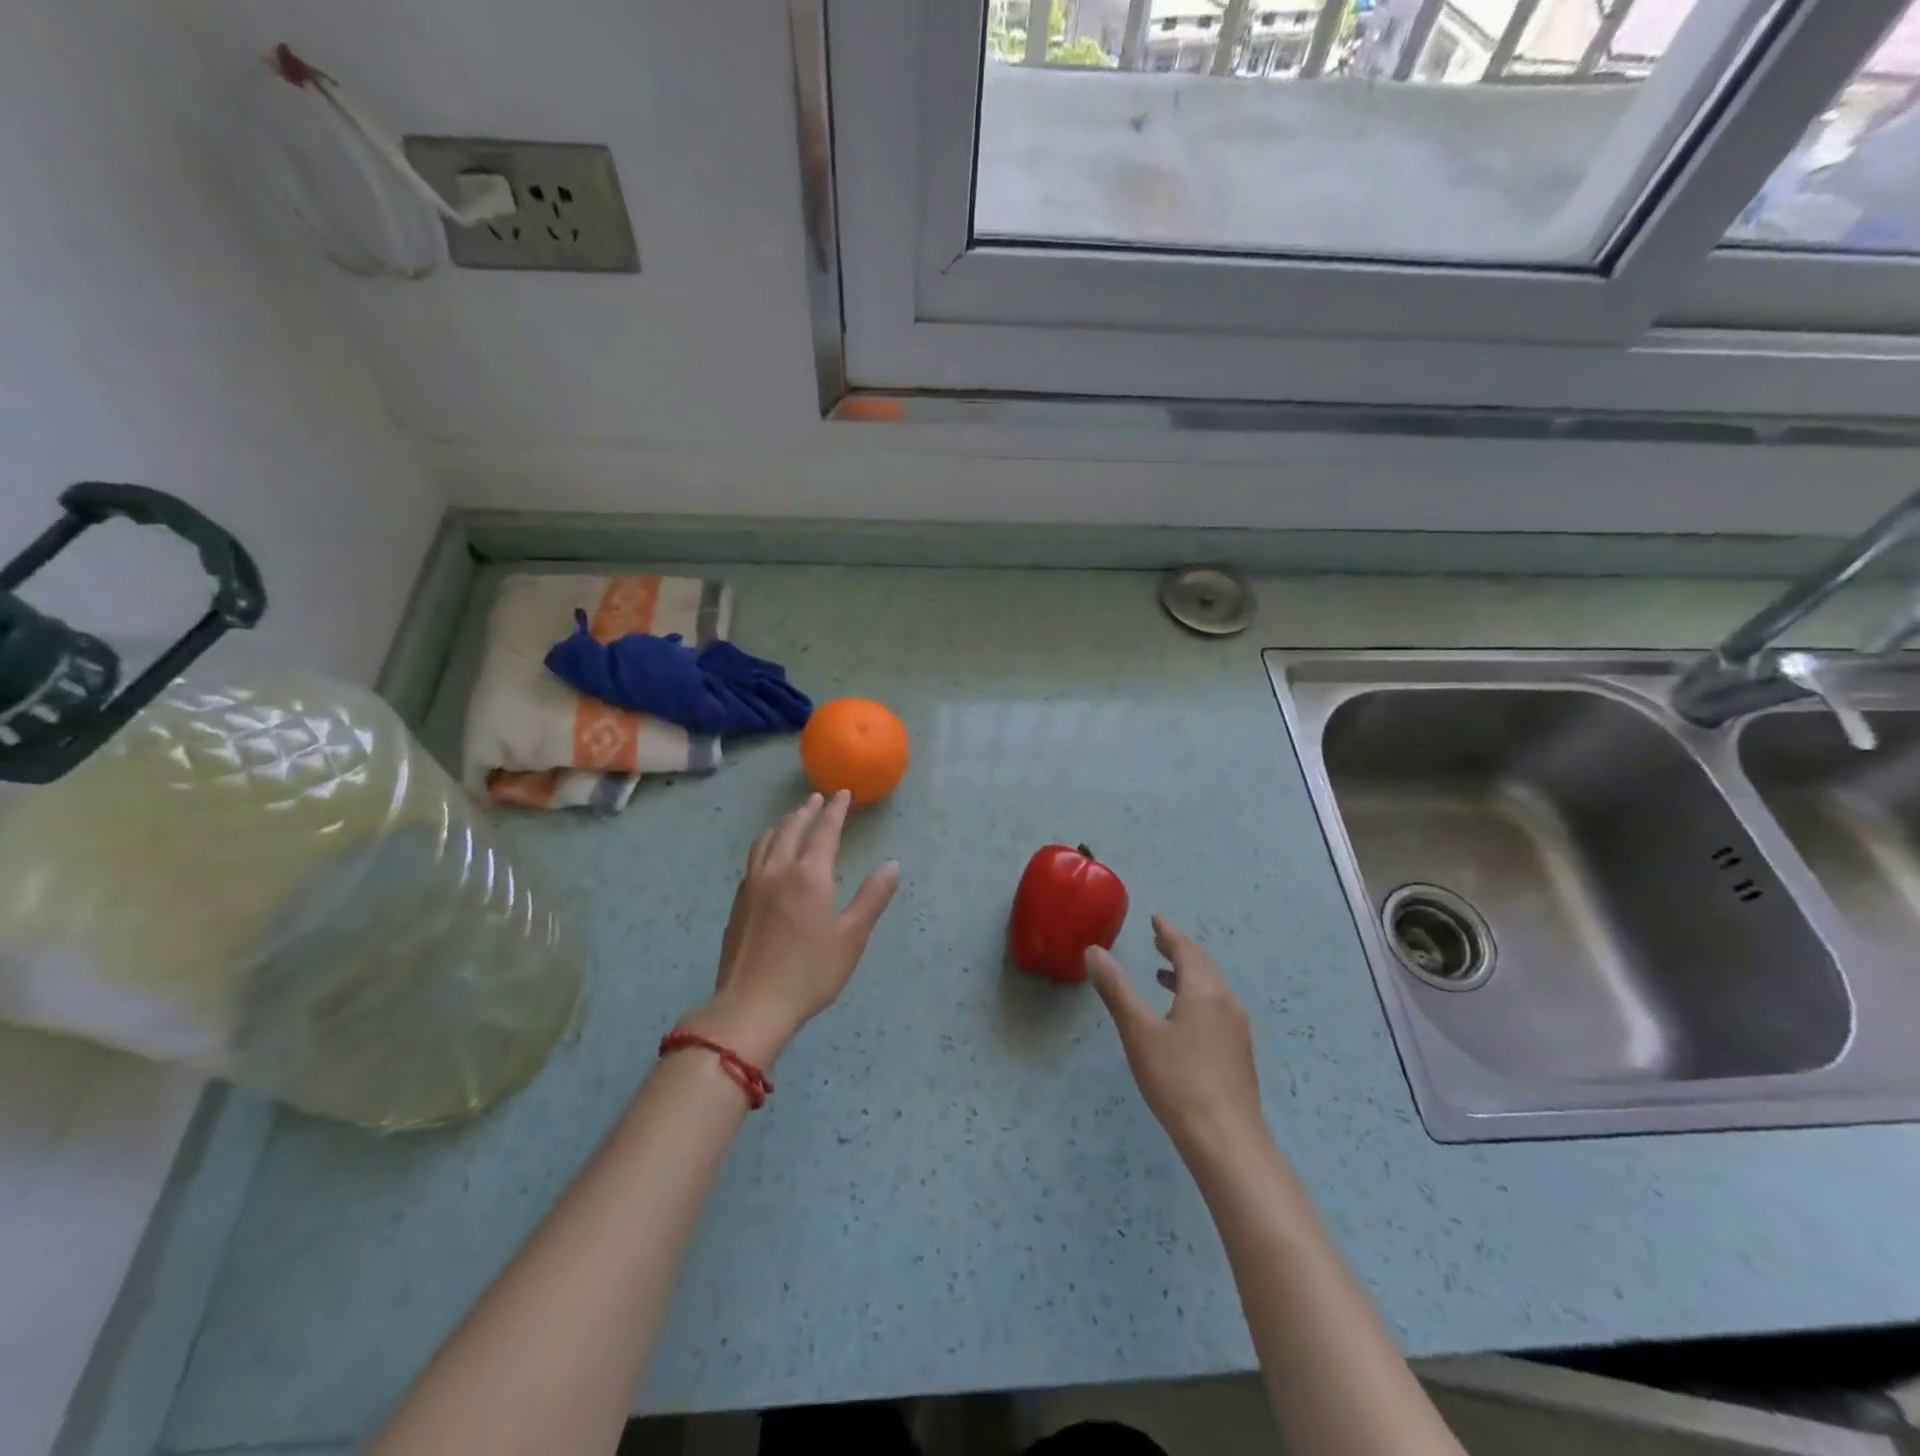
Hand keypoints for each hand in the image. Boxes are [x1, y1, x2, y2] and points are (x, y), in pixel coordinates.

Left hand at [685, 791, 900, 1067]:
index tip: (843, 794)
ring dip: (783, 824)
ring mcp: (753, 885)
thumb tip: (892, 865)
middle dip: (807, 811)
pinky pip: (754, 858)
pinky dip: (767, 844)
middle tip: (817, 799)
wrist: (752, 1004)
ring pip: (767, 841)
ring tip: (792, 819)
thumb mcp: (851, 937)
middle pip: (791, 828)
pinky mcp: (738, 902)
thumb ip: (872, 898)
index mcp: (809, 875)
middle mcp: (778, 870)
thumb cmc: (810, 973)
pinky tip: (770, 856)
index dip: (835, 810)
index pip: (824, 830)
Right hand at [1086, 916, 1266, 1161]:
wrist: (1227, 1141)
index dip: (1168, 932)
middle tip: (1158, 941)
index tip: (1154, 919)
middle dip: (1180, 950)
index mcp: (1203, 990)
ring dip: (1188, 974)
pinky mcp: (1239, 1053)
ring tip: (1163, 975)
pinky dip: (1197, 996)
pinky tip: (1182, 1018)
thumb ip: (1116, 989)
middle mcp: (1226, 1001)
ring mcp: (1237, 1029)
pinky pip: (1217, 1007)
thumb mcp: (1138, 1032)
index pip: (1185, 949)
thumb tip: (1094, 951)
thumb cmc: (1177, 1080)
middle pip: (1203, 965)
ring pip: (1212, 987)